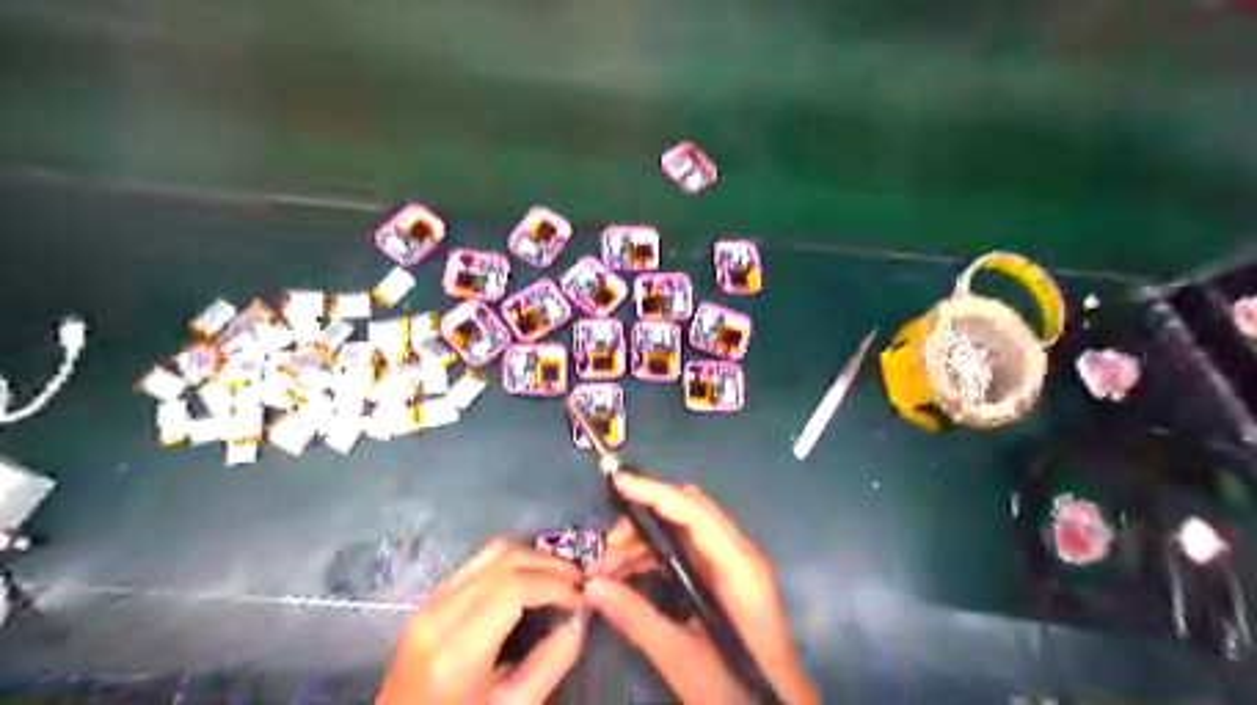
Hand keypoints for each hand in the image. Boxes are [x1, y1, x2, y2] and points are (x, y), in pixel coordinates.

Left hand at [375, 536, 586, 701]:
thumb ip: (550, 663)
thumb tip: (578, 620)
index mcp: (457, 650)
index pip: (515, 587)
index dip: (556, 583)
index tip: (582, 597)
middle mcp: (438, 614)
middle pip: (504, 560)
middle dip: (549, 564)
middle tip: (579, 581)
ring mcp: (428, 603)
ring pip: (489, 553)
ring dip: (531, 557)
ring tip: (559, 576)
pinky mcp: (427, 601)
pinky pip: (476, 564)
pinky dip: (510, 563)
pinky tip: (530, 579)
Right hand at [588, 475, 820, 704]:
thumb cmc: (740, 689)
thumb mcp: (685, 661)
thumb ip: (638, 620)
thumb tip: (593, 587)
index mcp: (738, 567)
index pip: (693, 512)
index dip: (655, 492)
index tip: (618, 482)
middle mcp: (738, 555)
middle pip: (688, 513)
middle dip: (643, 519)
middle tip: (606, 548)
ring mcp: (733, 566)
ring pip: (683, 531)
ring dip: (645, 541)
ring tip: (606, 569)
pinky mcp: (725, 580)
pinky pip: (687, 552)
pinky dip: (656, 557)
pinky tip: (627, 577)